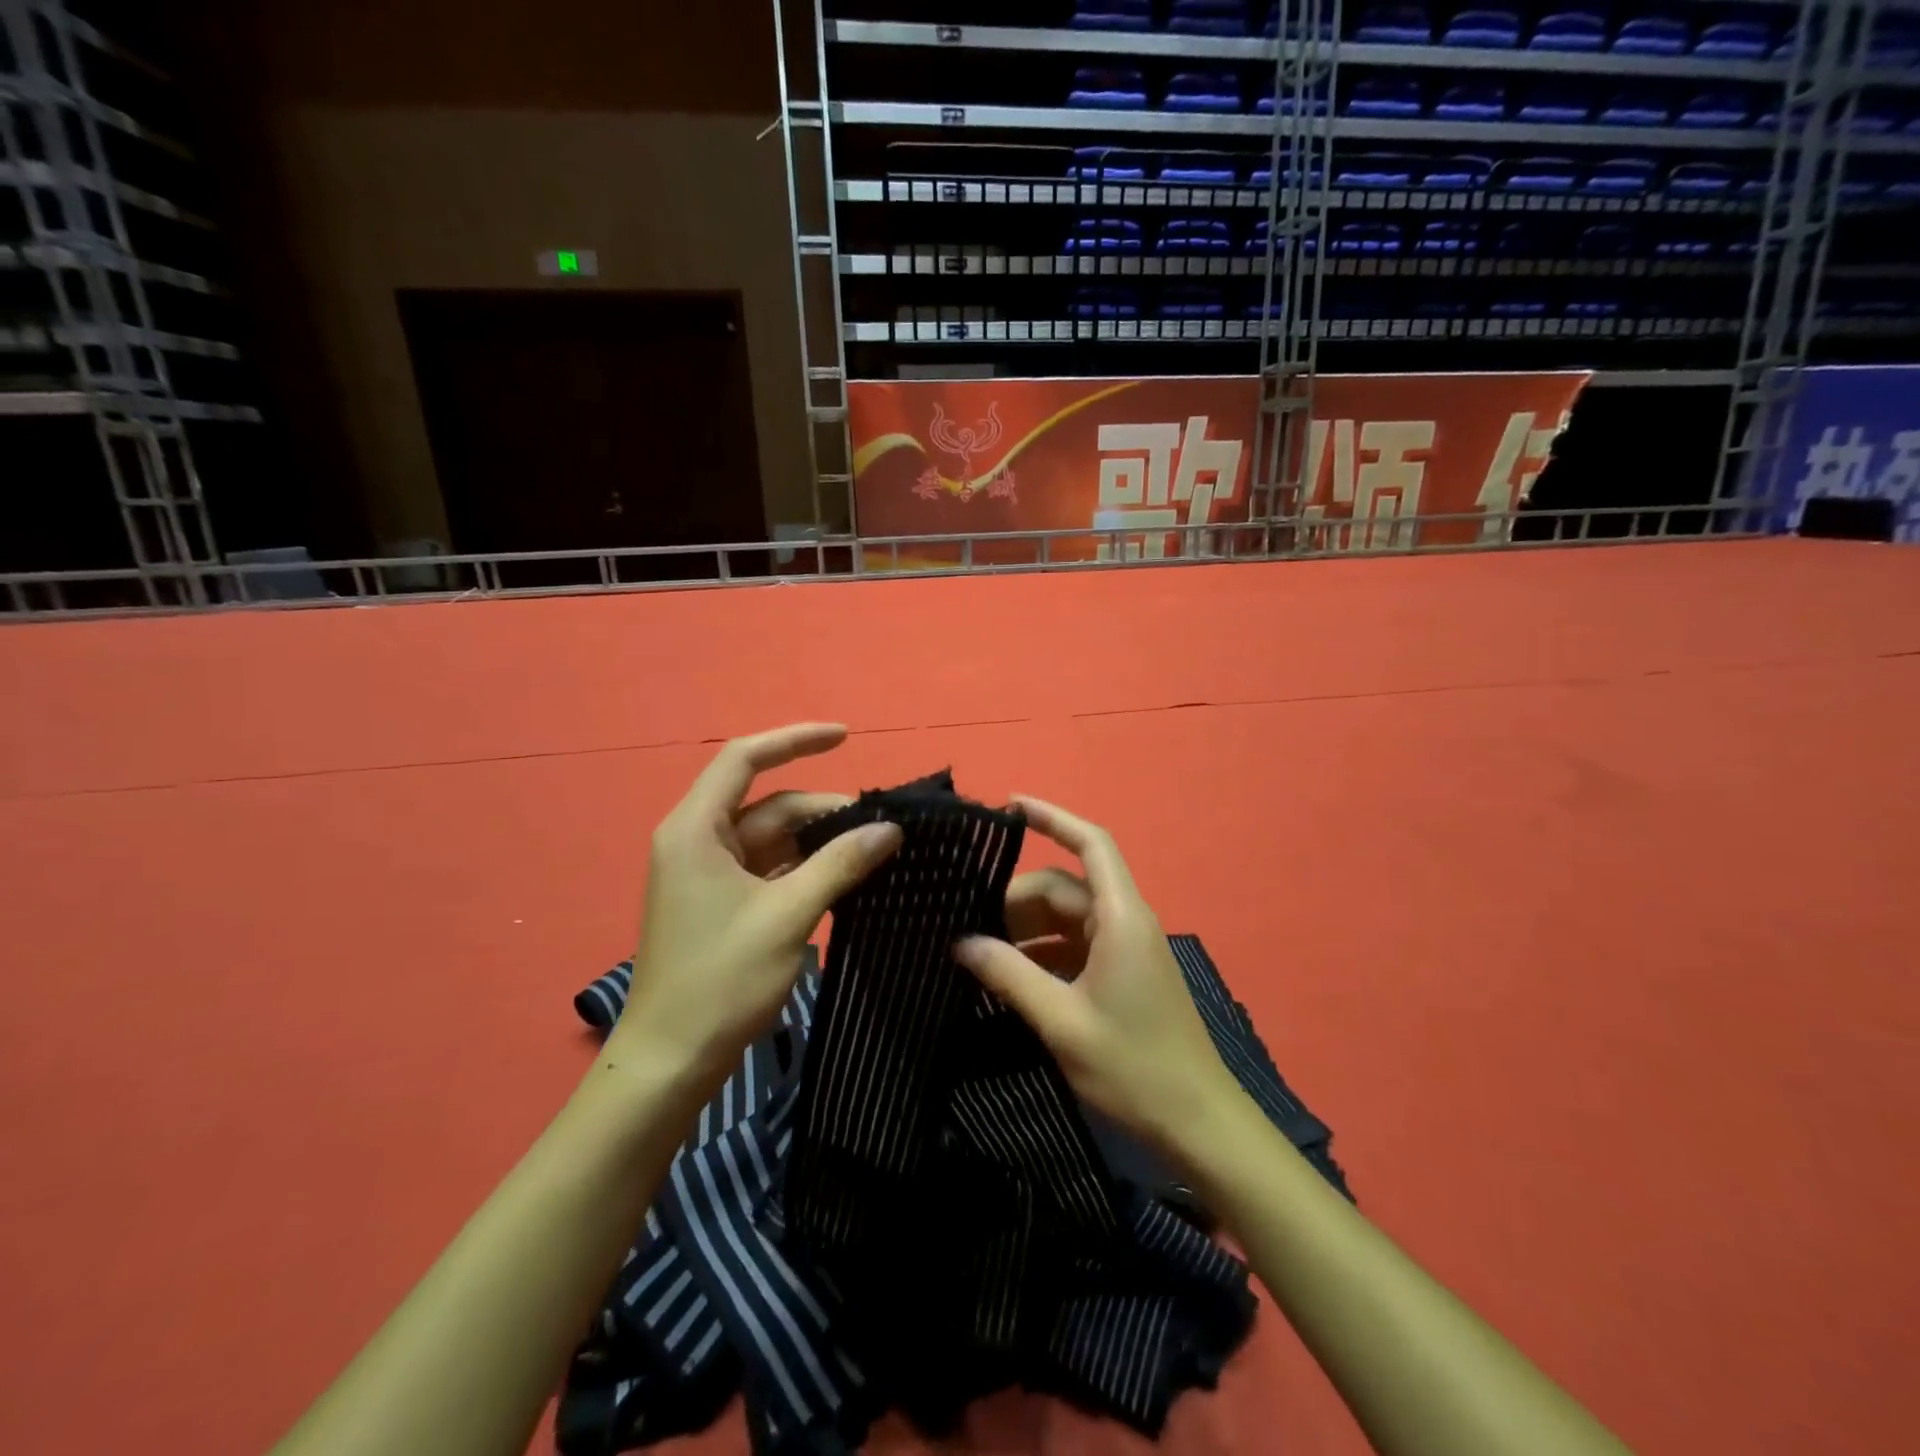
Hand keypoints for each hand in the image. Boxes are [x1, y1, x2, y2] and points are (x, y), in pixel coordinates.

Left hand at [612, 724, 900, 1089]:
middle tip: (881, 826)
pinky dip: (805, 867)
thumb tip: (890, 829)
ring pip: (772, 838)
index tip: (846, 736)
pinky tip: (845, 877)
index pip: (745, 758)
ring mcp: (708, 874)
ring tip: (872, 850)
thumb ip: (840, 864)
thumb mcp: (788, 915)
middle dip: (823, 809)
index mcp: (696, 829)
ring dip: (818, 840)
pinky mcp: (721, 902)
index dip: (795, 740)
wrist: (672, 1061)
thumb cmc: (721, 979)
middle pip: (768, 804)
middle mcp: (697, 840)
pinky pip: (769, 868)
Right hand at [961, 798, 1240, 1162]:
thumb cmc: (1133, 1066)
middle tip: (968, 928)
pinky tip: (1010, 978)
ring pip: (1065, 918)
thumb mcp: (1062, 1019)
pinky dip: (1042, 953)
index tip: (1010, 805)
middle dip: (1016, 900)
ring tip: (980, 955)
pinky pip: (1074, 946)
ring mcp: (1124, 948)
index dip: (1053, 818)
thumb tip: (962, 941)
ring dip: (1026, 930)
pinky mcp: (1121, 974)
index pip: (1090, 844)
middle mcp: (1124, 921)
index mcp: (1120, 917)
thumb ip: (1010, 975)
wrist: (1197, 1123)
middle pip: (1064, 887)